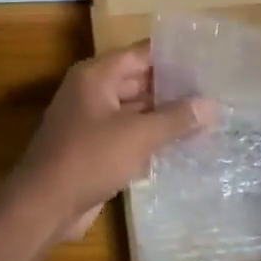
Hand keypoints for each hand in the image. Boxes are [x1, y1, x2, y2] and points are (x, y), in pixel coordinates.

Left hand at [9, 45, 215, 243]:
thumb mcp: (138, 135)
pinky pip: (130, 136)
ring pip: (136, 111)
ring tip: (208, 118)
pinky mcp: (95, 149)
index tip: (207, 59)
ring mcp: (92, 122)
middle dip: (175, 88)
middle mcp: (93, 92)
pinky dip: (152, 139)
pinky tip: (184, 146)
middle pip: (140, 81)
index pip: (142, 54)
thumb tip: (211, 105)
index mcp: (97, 76)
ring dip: (166, 116)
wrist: (44, 206)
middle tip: (215, 92)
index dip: (174, 56)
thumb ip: (176, 118)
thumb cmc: (89, 159)